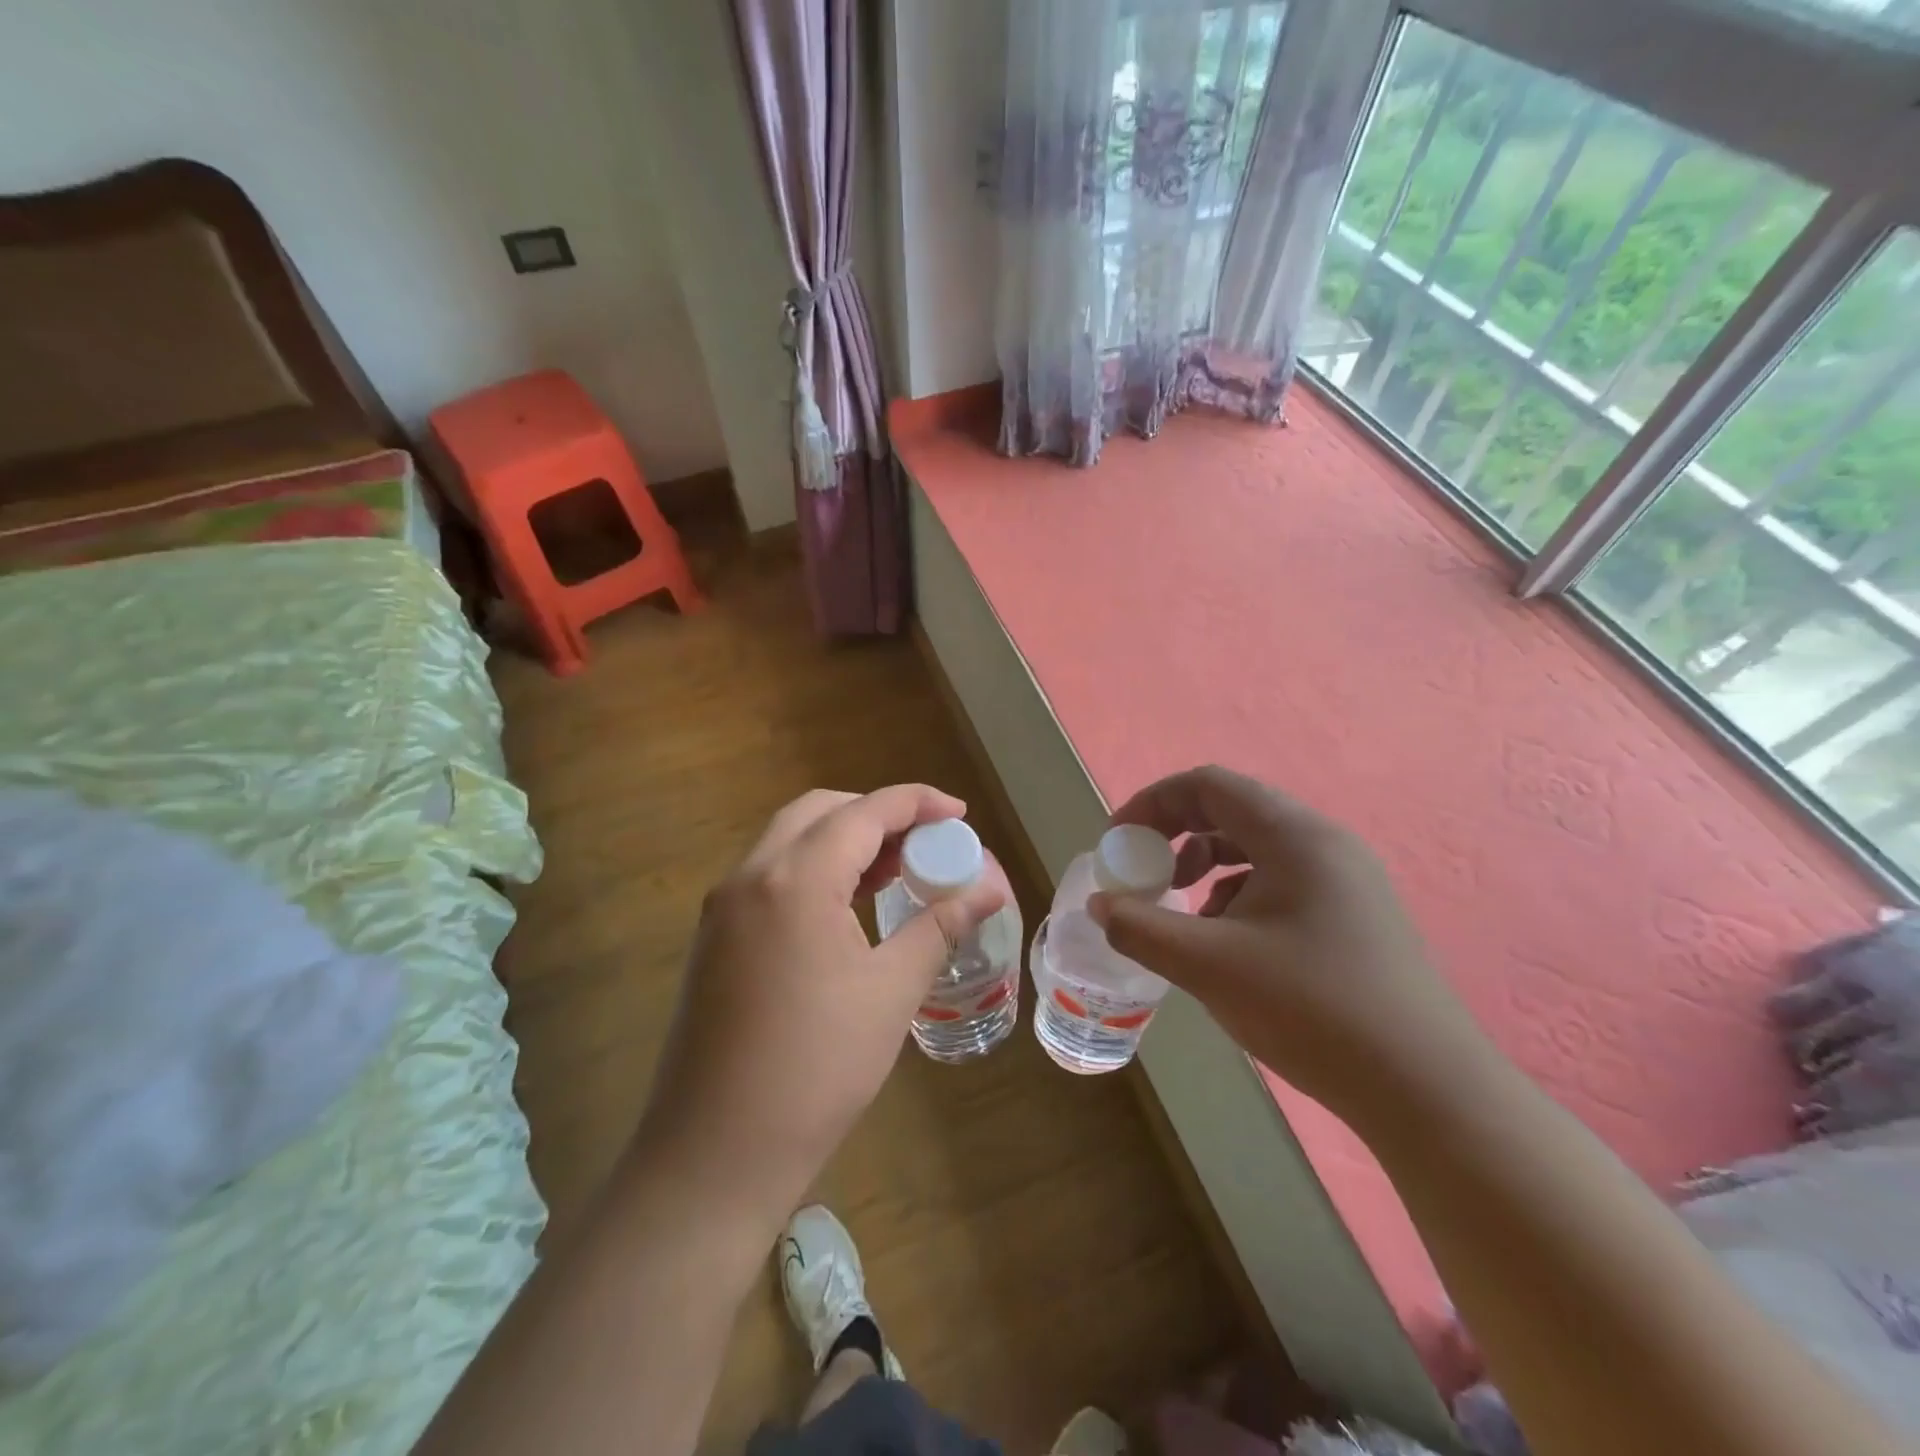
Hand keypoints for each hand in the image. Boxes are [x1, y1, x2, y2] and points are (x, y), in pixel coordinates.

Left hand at [635, 785, 1006, 1219]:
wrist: (716, 1152)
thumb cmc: (817, 1068)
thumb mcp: (891, 991)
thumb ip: (940, 925)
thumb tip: (989, 889)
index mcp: (795, 879)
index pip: (865, 812)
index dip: (917, 802)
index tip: (960, 813)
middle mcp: (751, 875)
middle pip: (820, 812)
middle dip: (878, 814)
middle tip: (926, 842)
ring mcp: (724, 906)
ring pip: (790, 839)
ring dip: (844, 839)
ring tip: (896, 869)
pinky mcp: (715, 936)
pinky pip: (771, 874)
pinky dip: (815, 868)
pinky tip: (848, 905)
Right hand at [1090, 766, 1484, 1116]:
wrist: (1425, 1090)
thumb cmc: (1311, 1010)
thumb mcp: (1208, 966)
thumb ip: (1140, 928)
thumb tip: (1100, 906)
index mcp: (1293, 835)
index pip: (1208, 785)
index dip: (1152, 804)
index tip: (1118, 844)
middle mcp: (1324, 842)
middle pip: (1232, 810)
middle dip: (1176, 836)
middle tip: (1144, 874)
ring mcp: (1346, 879)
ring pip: (1256, 847)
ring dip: (1207, 866)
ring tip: (1185, 911)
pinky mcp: (1355, 915)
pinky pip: (1282, 880)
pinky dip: (1239, 895)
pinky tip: (1231, 944)